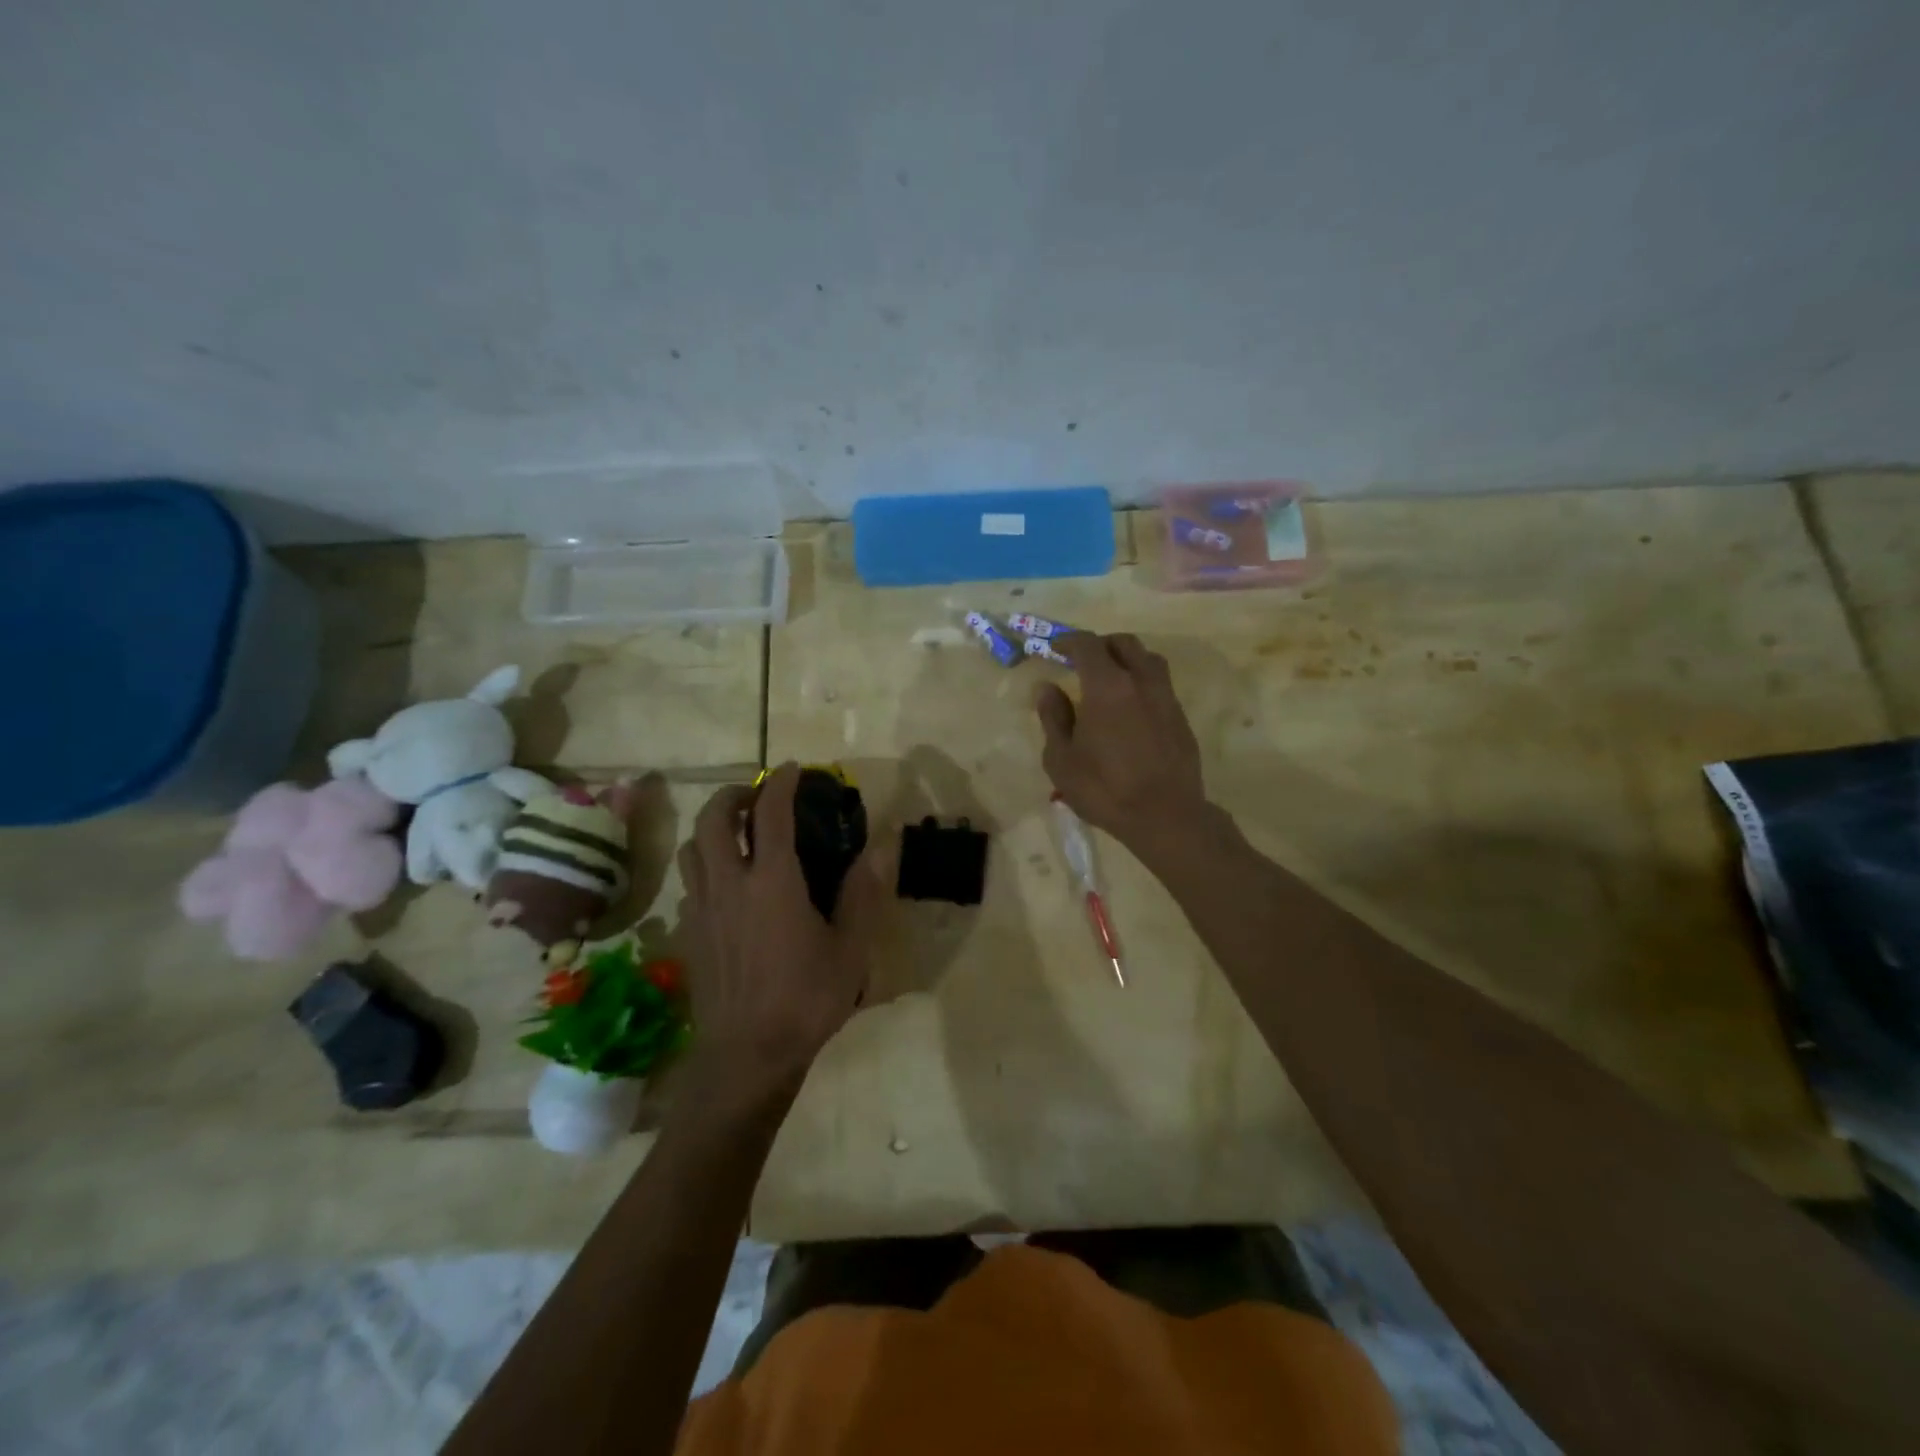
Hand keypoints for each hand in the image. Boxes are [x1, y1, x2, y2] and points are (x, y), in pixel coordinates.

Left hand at [677, 764, 887, 1089]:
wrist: (748, 1055)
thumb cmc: (806, 999)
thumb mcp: (850, 948)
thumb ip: (864, 892)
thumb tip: (883, 845)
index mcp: (772, 881)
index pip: (770, 813)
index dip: (781, 783)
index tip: (793, 769)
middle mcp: (730, 884)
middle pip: (714, 819)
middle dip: (733, 795)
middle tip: (755, 795)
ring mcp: (702, 908)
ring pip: (692, 847)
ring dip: (711, 827)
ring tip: (735, 831)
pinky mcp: (689, 933)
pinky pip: (689, 881)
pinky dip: (704, 864)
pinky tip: (724, 882)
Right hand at [1036, 632, 1208, 854]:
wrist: (1165, 816)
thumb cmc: (1104, 789)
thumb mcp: (1062, 759)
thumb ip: (1053, 718)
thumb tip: (1047, 688)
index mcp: (1107, 686)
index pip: (1088, 645)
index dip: (1069, 641)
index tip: (1055, 648)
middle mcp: (1141, 682)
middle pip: (1124, 644)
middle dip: (1100, 645)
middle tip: (1082, 661)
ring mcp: (1166, 698)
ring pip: (1148, 660)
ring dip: (1127, 660)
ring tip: (1110, 680)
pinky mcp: (1181, 718)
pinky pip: (1160, 685)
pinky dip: (1142, 683)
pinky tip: (1131, 709)